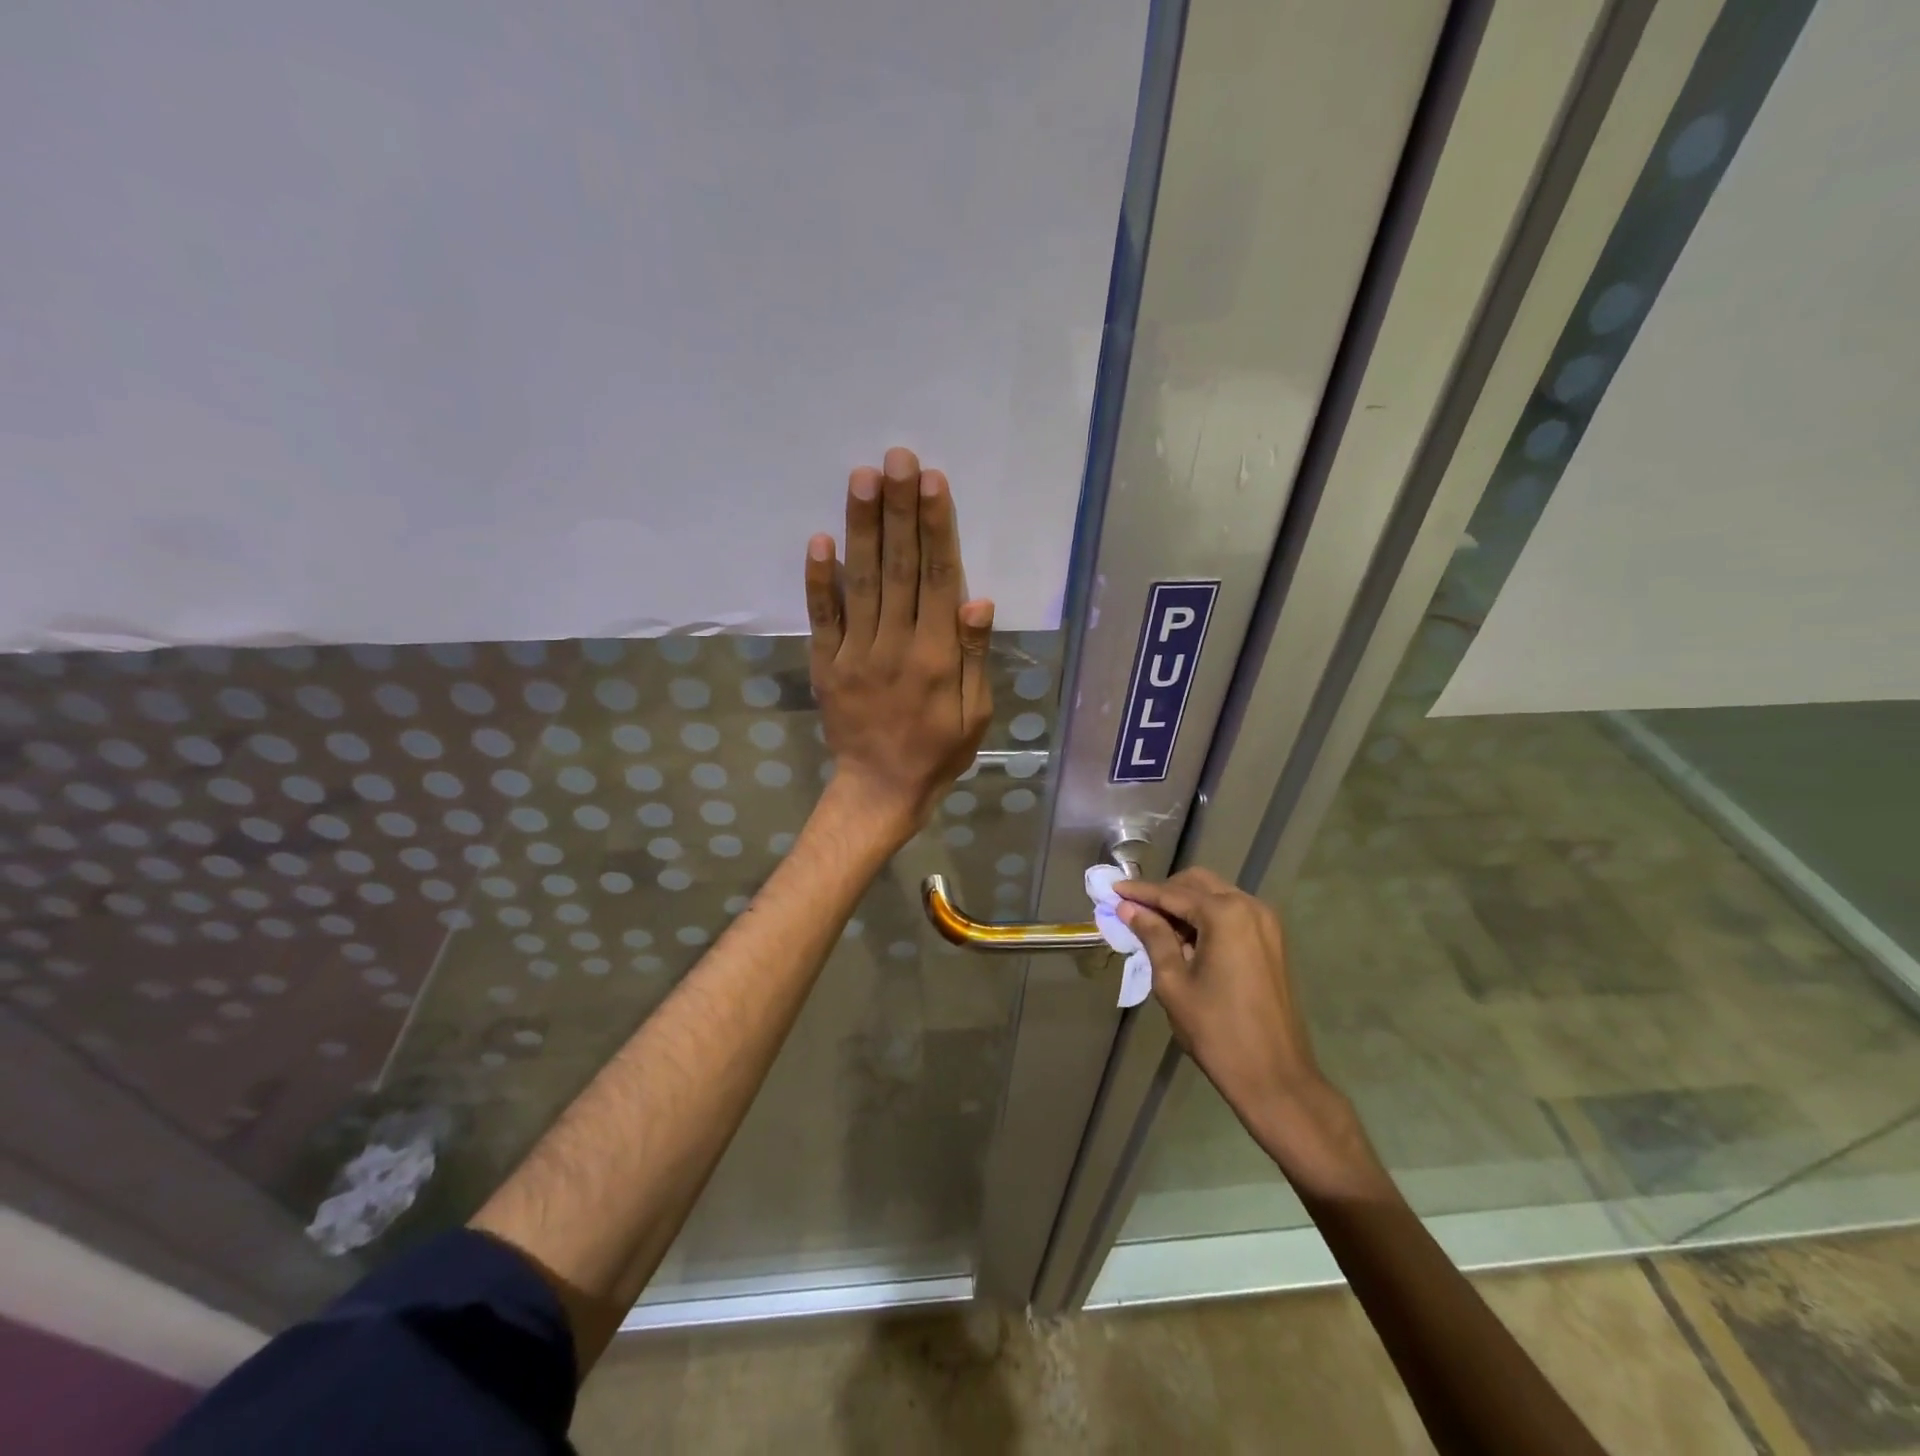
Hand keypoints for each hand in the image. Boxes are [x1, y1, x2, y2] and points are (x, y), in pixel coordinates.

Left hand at [805, 446, 994, 842]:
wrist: (880, 791)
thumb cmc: (938, 752)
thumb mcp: (976, 715)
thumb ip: (975, 657)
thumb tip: (978, 601)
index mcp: (937, 657)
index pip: (938, 580)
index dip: (936, 529)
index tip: (932, 482)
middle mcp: (896, 646)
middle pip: (899, 568)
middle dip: (898, 510)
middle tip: (896, 458)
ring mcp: (855, 654)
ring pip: (861, 582)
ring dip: (862, 528)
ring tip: (863, 478)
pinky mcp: (826, 665)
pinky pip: (821, 618)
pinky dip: (818, 580)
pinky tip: (819, 539)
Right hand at [1118, 869, 1385, 1199]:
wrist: (1275, 1077)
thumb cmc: (1216, 1031)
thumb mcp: (1173, 982)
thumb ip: (1152, 936)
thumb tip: (1129, 909)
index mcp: (1225, 915)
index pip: (1172, 893)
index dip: (1140, 892)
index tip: (1113, 890)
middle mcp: (1250, 907)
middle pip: (1197, 884)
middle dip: (1164, 893)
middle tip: (1133, 910)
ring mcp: (1266, 923)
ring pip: (1216, 896)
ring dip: (1185, 905)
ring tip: (1155, 928)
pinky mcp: (1272, 942)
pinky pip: (1232, 914)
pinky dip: (1206, 918)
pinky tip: (1185, 939)